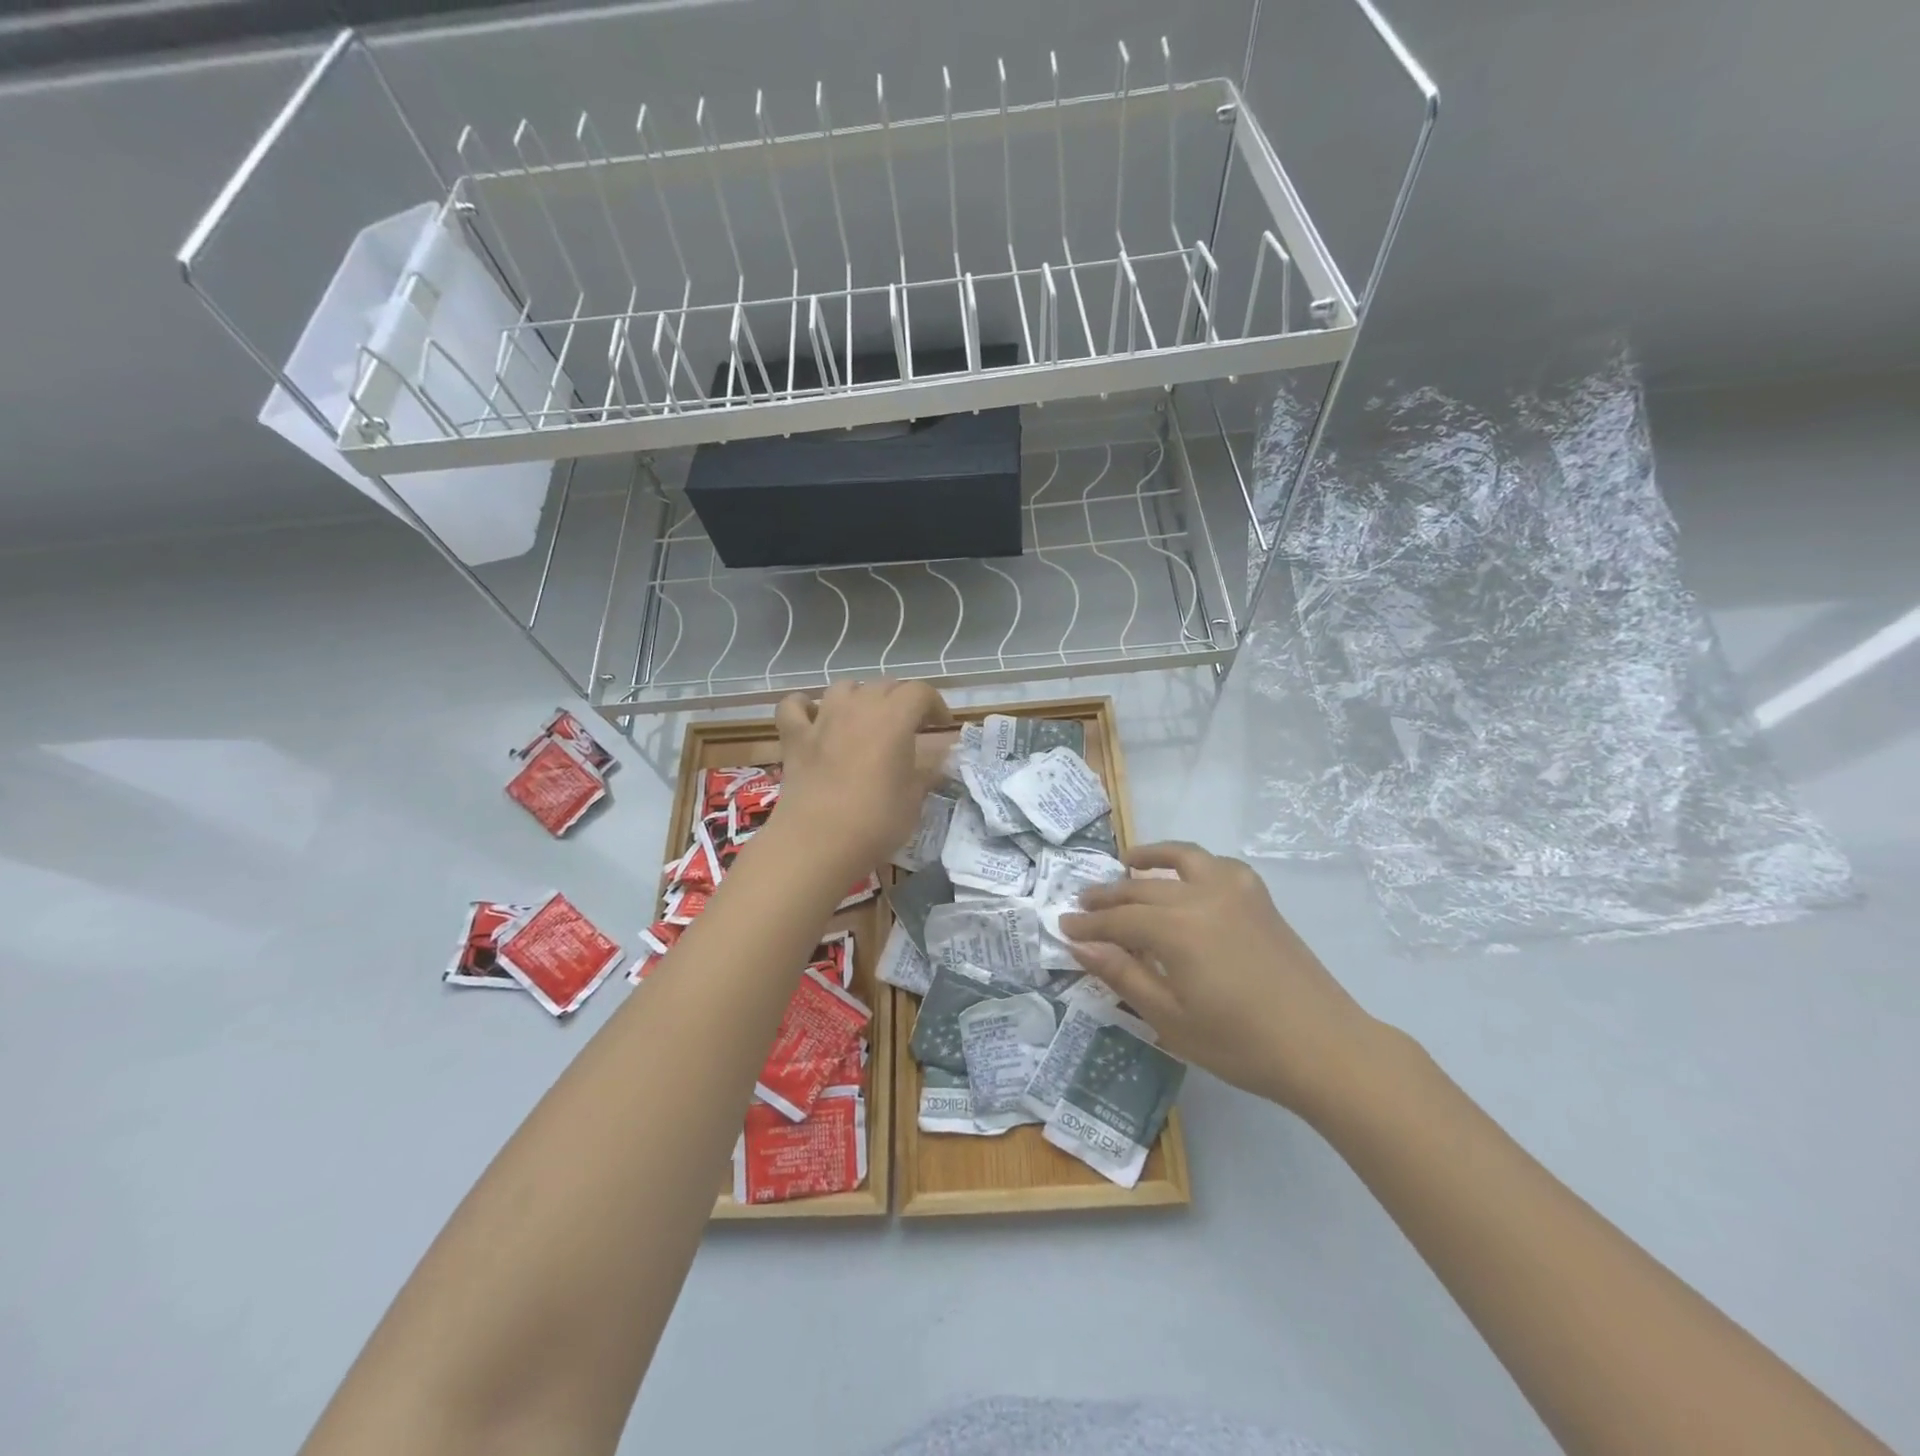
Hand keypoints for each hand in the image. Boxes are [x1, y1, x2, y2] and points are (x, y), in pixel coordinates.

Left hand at [771, 680, 952, 876]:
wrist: (818, 842)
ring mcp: (822, 719)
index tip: (941, 725)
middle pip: (884, 686)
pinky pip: (794, 706)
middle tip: (909, 727)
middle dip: (901, 700)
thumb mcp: (915, 799)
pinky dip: (805, 707)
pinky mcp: (794, 737)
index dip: (935, 704)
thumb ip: (927, 771)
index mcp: (894, 718)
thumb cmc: (876, 821)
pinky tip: (814, 718)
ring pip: (843, 688)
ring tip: (866, 719)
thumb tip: (940, 758)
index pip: (920, 692)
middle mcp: (858, 707)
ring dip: (859, 697)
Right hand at [1059, 842, 1385, 1118]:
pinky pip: (1217, 864)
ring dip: (1150, 858)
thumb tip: (1078, 943)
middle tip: (1083, 903)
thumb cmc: (1240, 1044)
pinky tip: (1186, 878)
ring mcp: (1234, 890)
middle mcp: (1201, 895)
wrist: (1323, 1047)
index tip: (1063, 924)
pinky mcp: (1259, 896)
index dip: (1088, 923)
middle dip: (1108, 896)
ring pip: (1181, 858)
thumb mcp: (1170, 1018)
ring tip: (1127, 863)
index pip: (1117, 920)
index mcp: (1176, 929)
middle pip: (1141, 888)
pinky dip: (1193, 863)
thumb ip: (1122, 974)